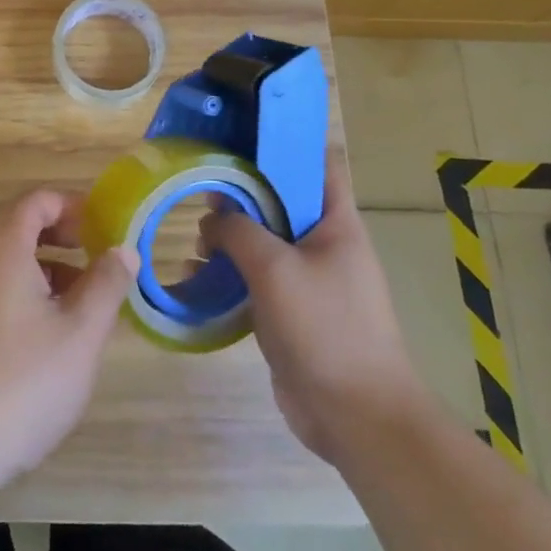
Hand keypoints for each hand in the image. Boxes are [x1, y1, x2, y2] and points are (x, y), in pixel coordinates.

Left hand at [0, 189, 138, 505]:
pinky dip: (19, 292)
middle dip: (58, 234)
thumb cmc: (20, 383)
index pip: (37, 201)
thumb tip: (123, 249)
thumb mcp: (80, 335)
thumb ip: (106, 286)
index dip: (72, 205)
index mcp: (4, 248)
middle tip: (94, 257)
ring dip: (41, 266)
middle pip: (17, 225)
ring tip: (77, 301)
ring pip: (3, 260)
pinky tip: (41, 336)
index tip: (102, 227)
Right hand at [203, 154, 428, 463]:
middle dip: (241, 193)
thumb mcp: (274, 267)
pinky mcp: (291, 311)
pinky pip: (256, 278)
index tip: (240, 134)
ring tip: (195, 239)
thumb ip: (237, 230)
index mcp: (336, 223)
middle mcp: (324, 244)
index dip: (285, 143)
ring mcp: (308, 280)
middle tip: (201, 188)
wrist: (356, 416)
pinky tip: (196, 276)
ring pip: (264, 241)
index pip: (317, 164)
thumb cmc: (324, 328)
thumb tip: (212, 219)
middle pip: (281, 201)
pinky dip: (229, 272)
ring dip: (230, 237)